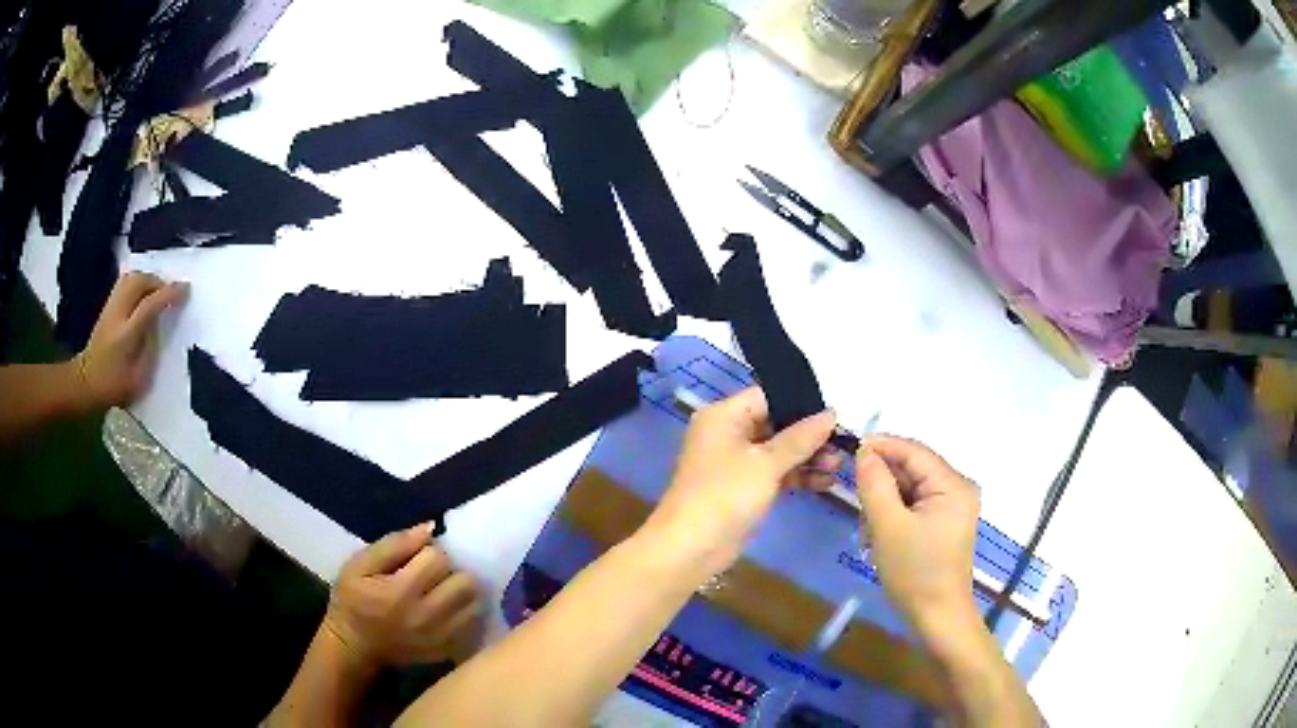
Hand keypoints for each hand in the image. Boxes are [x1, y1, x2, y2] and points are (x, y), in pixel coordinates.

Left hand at [75, 272, 186, 407]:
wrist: (86, 382)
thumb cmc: (114, 387)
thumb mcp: (138, 378)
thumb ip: (150, 349)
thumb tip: (158, 325)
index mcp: (126, 335)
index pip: (150, 305)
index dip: (169, 294)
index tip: (185, 289)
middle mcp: (118, 314)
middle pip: (139, 282)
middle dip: (158, 282)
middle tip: (169, 292)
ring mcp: (110, 307)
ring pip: (131, 277)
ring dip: (147, 279)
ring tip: (157, 291)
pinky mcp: (107, 305)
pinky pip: (124, 282)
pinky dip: (137, 281)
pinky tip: (143, 292)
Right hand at [324, 523, 480, 671]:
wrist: (355, 646)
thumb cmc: (352, 601)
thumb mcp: (359, 565)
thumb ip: (394, 544)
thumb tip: (430, 528)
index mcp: (401, 592)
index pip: (438, 559)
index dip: (429, 552)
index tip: (417, 558)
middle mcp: (427, 616)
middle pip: (464, 582)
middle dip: (451, 572)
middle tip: (435, 575)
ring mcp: (440, 637)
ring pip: (474, 603)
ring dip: (462, 593)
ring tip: (444, 591)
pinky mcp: (447, 650)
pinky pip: (471, 625)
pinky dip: (464, 613)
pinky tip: (447, 610)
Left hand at [644, 387, 839, 574]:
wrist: (691, 548)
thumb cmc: (725, 495)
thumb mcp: (766, 463)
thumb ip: (801, 437)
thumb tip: (831, 413)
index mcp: (724, 416)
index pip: (768, 397)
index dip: (802, 403)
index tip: (836, 413)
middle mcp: (728, 433)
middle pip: (776, 423)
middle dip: (810, 435)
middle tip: (843, 443)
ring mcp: (735, 462)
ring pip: (778, 451)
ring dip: (807, 457)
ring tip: (838, 465)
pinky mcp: (743, 488)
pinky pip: (775, 473)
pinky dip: (797, 476)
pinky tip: (824, 482)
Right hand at [855, 436, 979, 636]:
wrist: (937, 618)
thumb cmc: (915, 572)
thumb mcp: (888, 527)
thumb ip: (875, 484)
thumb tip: (864, 452)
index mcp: (952, 484)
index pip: (913, 451)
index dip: (880, 447)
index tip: (847, 451)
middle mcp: (957, 489)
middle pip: (912, 470)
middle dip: (881, 484)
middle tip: (855, 504)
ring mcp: (952, 509)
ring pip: (909, 490)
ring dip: (884, 504)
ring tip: (867, 532)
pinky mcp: (943, 525)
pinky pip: (914, 507)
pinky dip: (893, 517)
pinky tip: (879, 538)